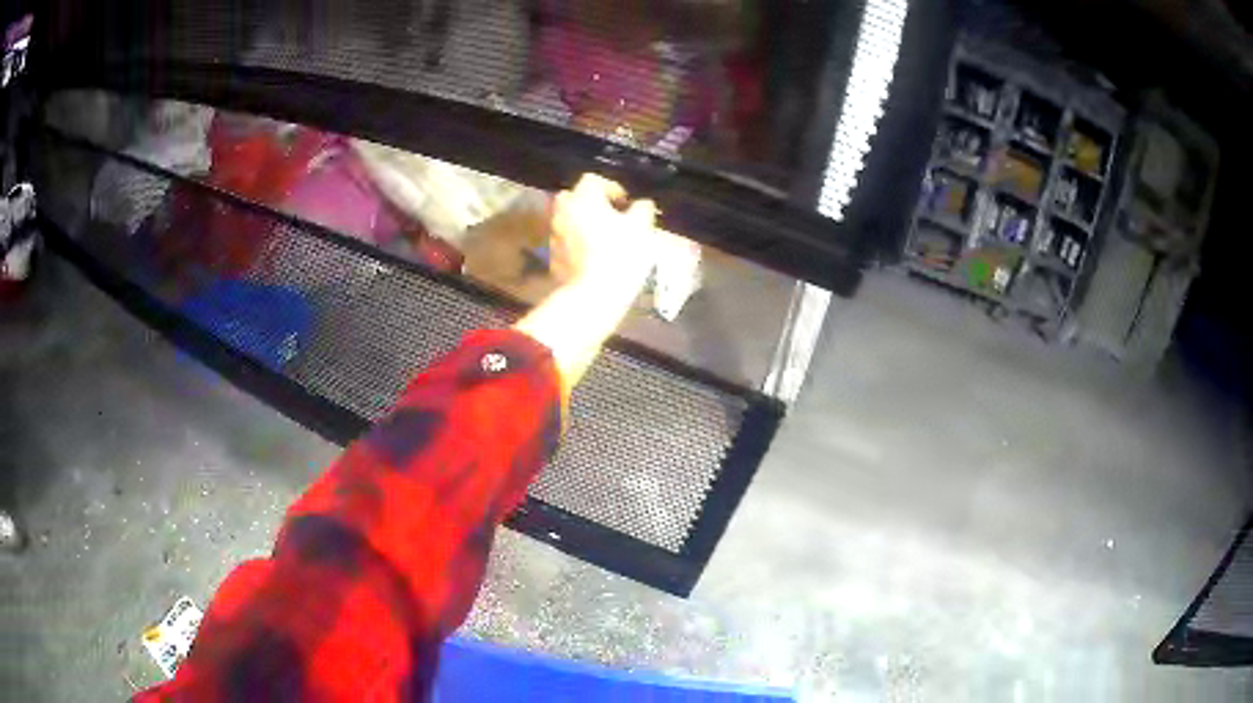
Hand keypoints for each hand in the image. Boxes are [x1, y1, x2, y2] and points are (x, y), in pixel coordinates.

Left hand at [515, 174, 659, 396]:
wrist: (593, 297)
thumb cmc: (621, 255)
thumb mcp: (642, 228)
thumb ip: (643, 209)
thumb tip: (642, 204)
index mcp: (582, 197)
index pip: (595, 180)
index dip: (614, 190)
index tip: (627, 206)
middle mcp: (563, 211)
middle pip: (577, 198)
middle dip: (593, 205)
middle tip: (614, 219)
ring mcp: (554, 234)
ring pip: (570, 220)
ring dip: (585, 224)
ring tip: (605, 239)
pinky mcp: (552, 257)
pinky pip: (567, 242)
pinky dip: (578, 244)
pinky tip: (594, 257)